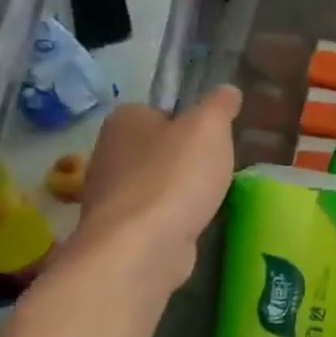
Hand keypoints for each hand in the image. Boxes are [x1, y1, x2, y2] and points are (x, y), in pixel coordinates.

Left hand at [68, 85, 241, 294]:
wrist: (142, 246)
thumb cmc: (175, 176)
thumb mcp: (210, 128)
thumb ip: (219, 105)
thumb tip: (227, 90)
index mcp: (123, 120)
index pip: (157, 110)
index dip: (186, 121)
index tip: (212, 137)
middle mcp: (108, 152)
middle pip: (156, 147)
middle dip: (183, 157)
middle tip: (217, 166)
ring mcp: (109, 194)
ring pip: (154, 182)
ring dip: (179, 189)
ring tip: (210, 196)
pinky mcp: (119, 230)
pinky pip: (153, 214)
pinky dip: (172, 216)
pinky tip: (193, 221)